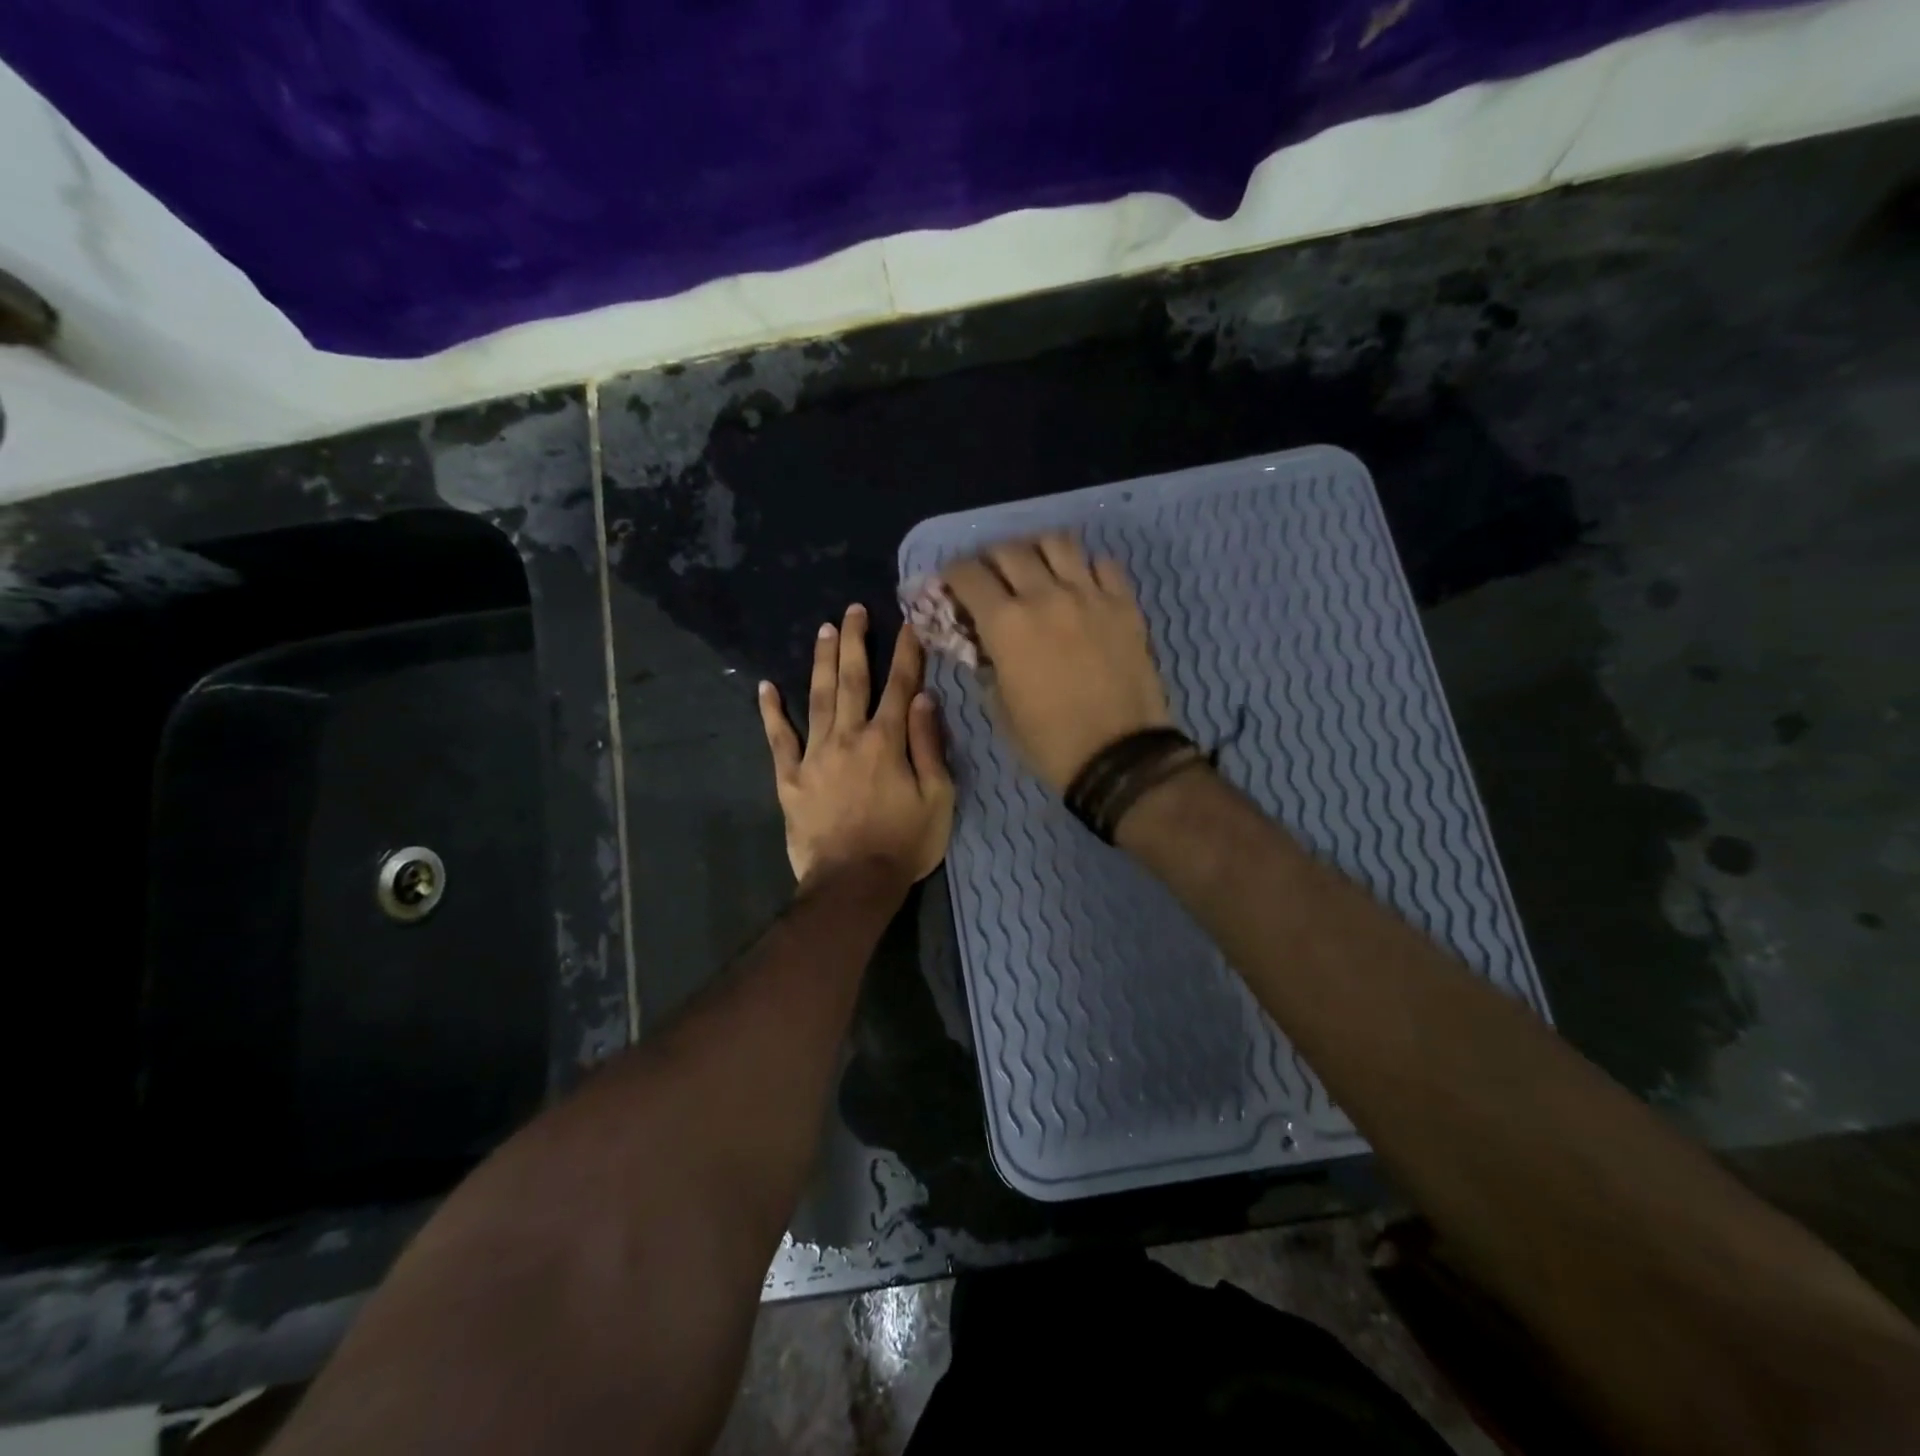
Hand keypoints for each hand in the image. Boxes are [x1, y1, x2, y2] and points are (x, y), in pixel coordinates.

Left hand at [758, 604, 954, 890]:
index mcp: (887, 741)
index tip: (908, 623)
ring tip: (823, 630)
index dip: (906, 653)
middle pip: (852, 680)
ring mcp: (814, 755)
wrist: (853, 884)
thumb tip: (923, 698)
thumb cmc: (904, 844)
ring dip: (821, 662)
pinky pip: (778, 739)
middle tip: (853, 610)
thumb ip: (928, 745)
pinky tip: (765, 687)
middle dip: (855, 642)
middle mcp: (848, 737)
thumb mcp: (937, 798)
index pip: (900, 686)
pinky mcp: (790, 778)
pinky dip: (771, 712)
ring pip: (817, 698)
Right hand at [942, 534, 1173, 791]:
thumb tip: (981, 643)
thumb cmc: (1049, 742)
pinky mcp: (1125, 604)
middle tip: (990, 577)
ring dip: (1037, 550)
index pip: (968, 575)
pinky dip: (1085, 567)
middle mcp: (1045, 595)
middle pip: (1009, 550)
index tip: (950, 585)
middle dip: (990, 559)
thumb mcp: (999, 707)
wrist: (1119, 757)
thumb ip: (985, 664)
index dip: (952, 575)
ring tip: (1035, 569)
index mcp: (1006, 624)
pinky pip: (1103, 564)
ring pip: (1057, 542)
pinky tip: (1080, 585)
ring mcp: (1090, 595)